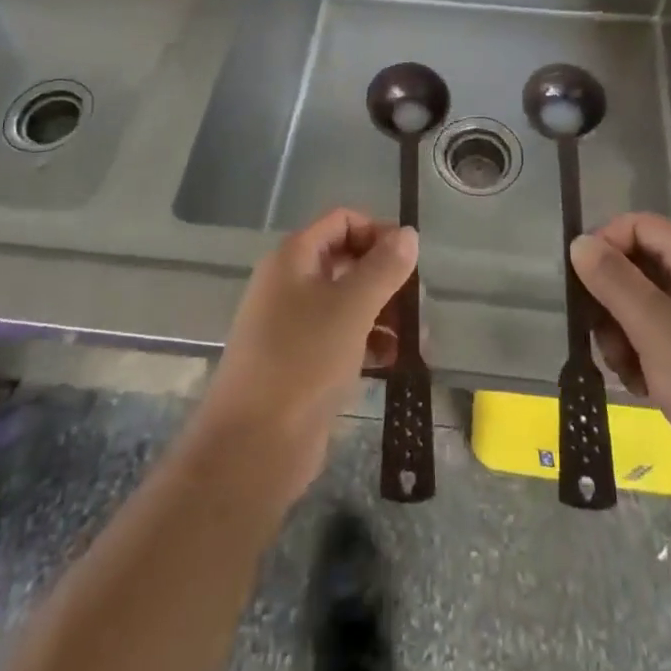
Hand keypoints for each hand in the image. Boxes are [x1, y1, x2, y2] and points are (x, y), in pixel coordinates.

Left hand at [188, 208, 417, 505]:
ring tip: (416, 337)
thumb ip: (384, 267)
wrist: (252, 448)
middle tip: (418, 302)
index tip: (411, 259)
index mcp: (294, 258)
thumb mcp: (352, 308)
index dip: (378, 232)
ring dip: (384, 313)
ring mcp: (293, 325)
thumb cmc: (303, 362)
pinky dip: (369, 342)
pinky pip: (342, 337)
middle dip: (386, 277)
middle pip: (347, 260)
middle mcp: (290, 283)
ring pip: (347, 302)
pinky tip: (394, 361)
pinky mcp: (300, 363)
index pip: (342, 221)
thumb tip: (409, 233)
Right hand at [569, 213, 670, 483]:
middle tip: (600, 338)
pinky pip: (661, 333)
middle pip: (638, 264)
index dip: (603, 247)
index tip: (580, 287)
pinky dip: (643, 354)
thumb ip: (612, 279)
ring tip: (624, 371)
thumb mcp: (653, 327)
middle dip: (611, 300)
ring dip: (622, 332)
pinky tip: (642, 386)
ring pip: (645, 302)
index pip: (636, 225)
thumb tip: (579, 242)